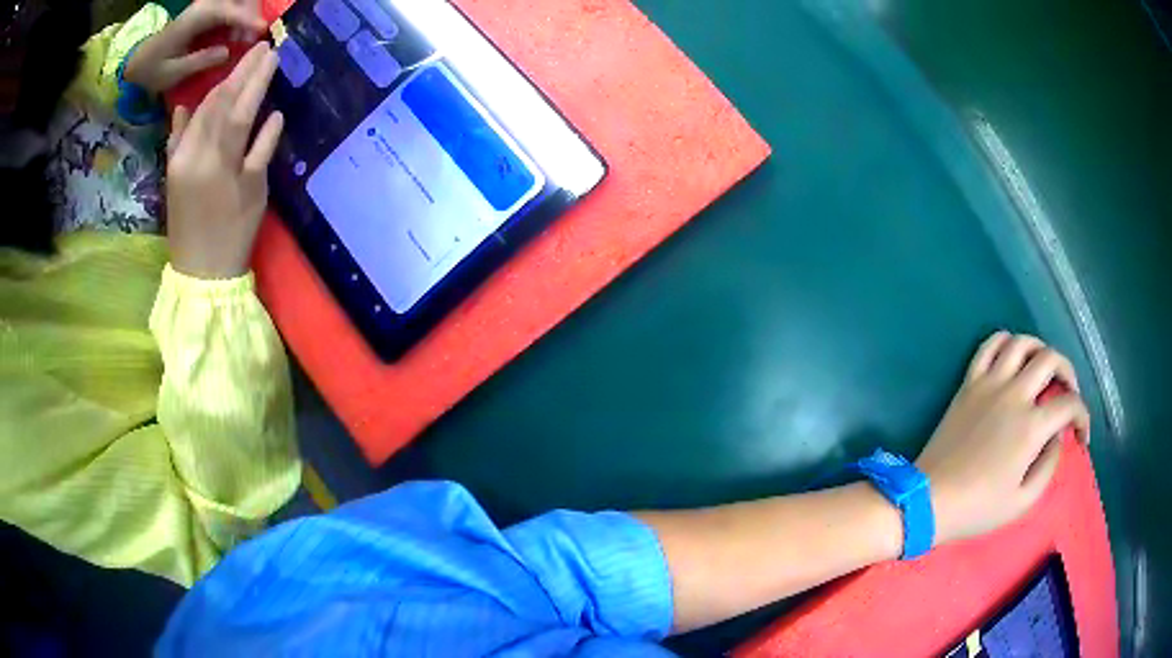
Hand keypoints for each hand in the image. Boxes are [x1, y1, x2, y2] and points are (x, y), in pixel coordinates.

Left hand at [124, 0, 266, 93]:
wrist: (138, 59)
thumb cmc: (152, 69)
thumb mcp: (172, 73)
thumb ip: (200, 61)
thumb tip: (228, 52)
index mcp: (195, 18)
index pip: (228, 11)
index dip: (247, 19)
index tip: (262, 31)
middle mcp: (204, 6)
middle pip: (239, 0)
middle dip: (251, 15)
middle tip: (252, 40)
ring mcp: (206, 6)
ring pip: (239, 1)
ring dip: (247, 16)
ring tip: (244, 39)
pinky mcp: (207, 11)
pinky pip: (232, 7)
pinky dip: (240, 17)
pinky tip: (237, 34)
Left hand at [166, 42, 282, 279]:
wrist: (199, 274)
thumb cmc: (234, 235)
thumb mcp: (256, 194)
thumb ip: (262, 150)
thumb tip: (274, 115)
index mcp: (219, 161)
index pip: (240, 107)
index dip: (257, 78)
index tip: (272, 54)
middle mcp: (195, 153)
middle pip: (217, 103)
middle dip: (239, 73)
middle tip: (257, 50)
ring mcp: (179, 159)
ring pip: (199, 112)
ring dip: (218, 87)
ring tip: (236, 69)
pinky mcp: (170, 169)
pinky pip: (178, 133)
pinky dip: (186, 116)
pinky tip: (188, 102)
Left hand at [916, 332, 1089, 546]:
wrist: (929, 500)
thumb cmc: (978, 508)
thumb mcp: (1023, 501)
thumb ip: (1049, 465)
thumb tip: (1058, 435)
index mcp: (1031, 427)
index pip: (1069, 404)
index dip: (1083, 417)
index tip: (1081, 436)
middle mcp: (1014, 395)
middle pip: (1051, 359)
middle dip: (1069, 373)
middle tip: (1069, 394)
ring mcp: (989, 384)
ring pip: (1021, 342)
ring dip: (1040, 349)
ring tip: (1045, 370)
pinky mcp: (968, 383)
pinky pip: (988, 346)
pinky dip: (1006, 341)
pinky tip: (1013, 355)